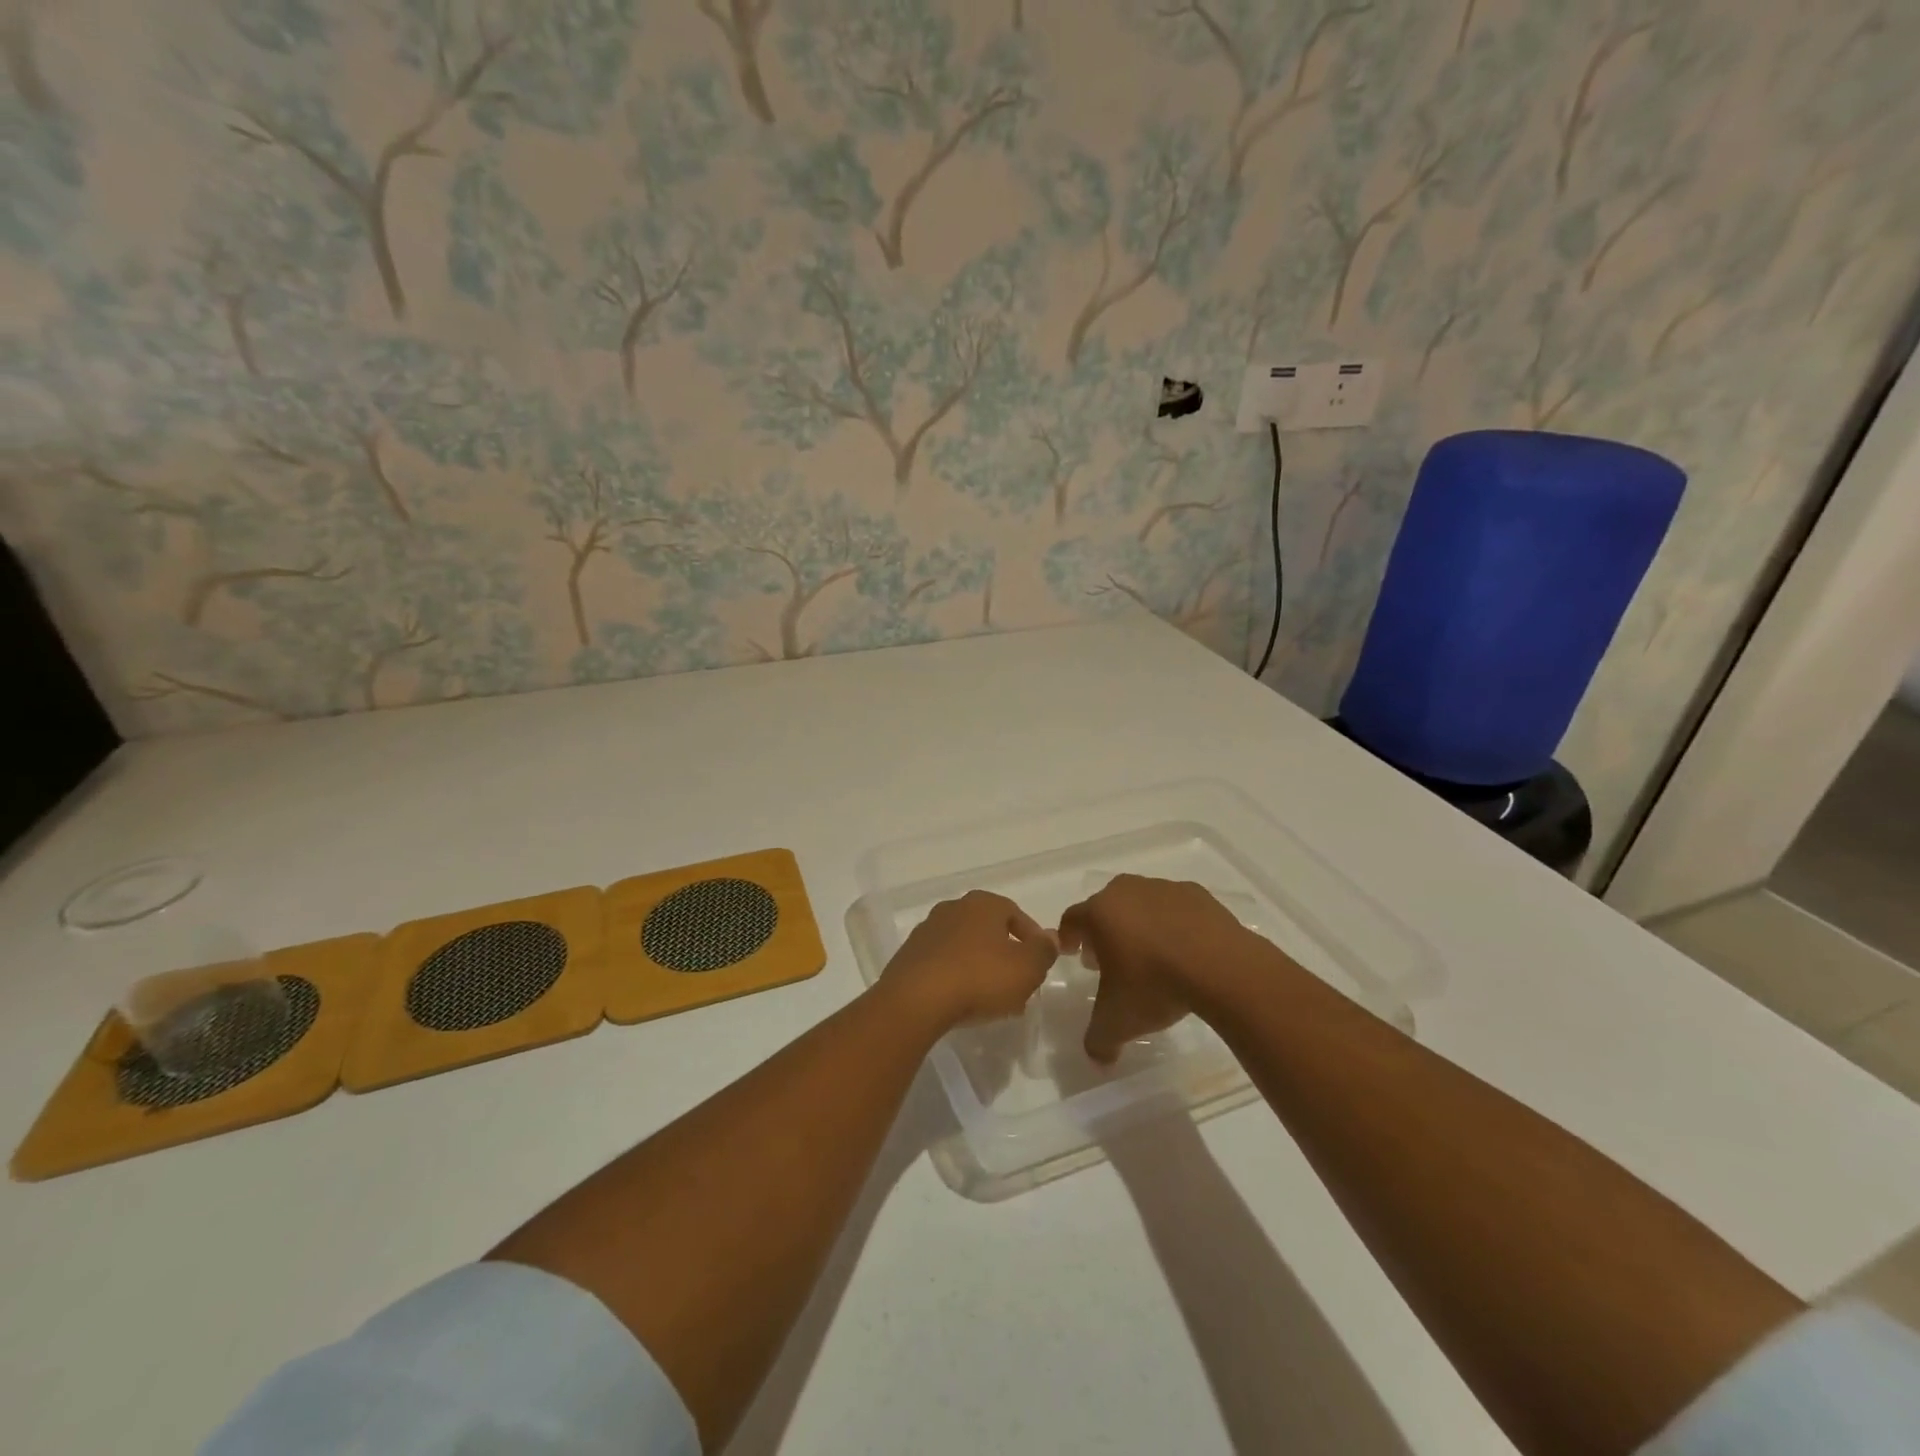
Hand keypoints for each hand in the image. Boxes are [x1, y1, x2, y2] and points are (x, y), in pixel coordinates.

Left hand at [879, 890, 1056, 1030]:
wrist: (916, 1000)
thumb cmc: (980, 977)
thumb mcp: (1027, 967)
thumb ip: (1044, 951)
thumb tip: (1050, 938)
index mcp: (983, 903)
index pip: (1016, 914)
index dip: (1032, 938)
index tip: (1040, 962)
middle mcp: (953, 908)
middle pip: (988, 930)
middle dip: (1006, 954)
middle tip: (1018, 983)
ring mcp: (927, 931)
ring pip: (965, 947)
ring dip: (981, 967)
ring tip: (993, 998)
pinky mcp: (909, 956)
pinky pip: (943, 964)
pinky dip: (957, 977)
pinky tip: (964, 1001)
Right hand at [1058, 875, 1255, 1063]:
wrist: (1220, 966)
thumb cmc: (1154, 985)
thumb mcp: (1117, 1022)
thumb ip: (1098, 1040)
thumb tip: (1097, 1058)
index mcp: (1099, 913)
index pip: (1072, 919)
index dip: (1068, 937)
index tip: (1071, 953)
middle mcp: (1126, 891)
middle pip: (1106, 907)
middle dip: (1104, 931)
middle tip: (1108, 958)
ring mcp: (1164, 888)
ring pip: (1141, 903)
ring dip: (1139, 925)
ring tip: (1150, 955)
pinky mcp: (1197, 894)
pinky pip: (1176, 908)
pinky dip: (1174, 923)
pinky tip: (1184, 950)